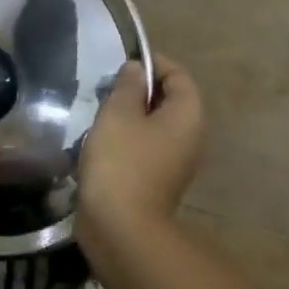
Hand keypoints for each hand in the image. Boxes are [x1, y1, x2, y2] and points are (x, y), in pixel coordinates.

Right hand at [77, 56, 204, 262]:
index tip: (120, 64)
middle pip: (169, 100)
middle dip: (138, 90)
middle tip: (105, 89)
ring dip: (129, 116)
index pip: (178, 76)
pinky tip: (100, 142)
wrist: (120, 225)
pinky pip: (145, 147)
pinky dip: (126, 139)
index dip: (152, 63)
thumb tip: (136, 69)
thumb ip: (128, 86)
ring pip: (154, 125)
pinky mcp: (156, 180)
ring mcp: (174, 162)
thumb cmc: (121, 160)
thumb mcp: (118, 113)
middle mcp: (189, 137)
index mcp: (187, 116)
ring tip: (98, 113)